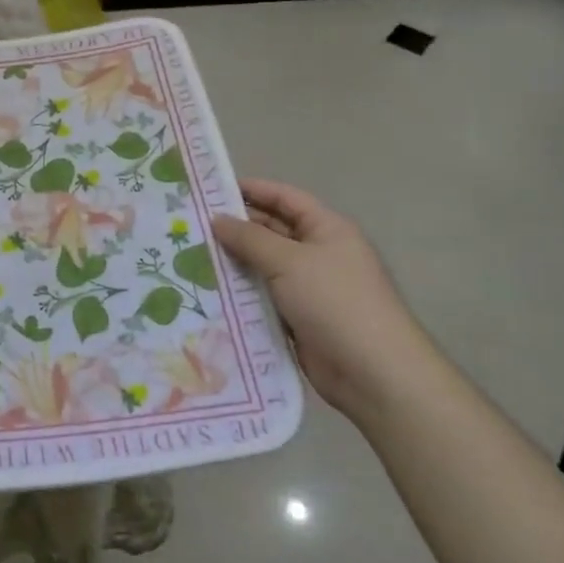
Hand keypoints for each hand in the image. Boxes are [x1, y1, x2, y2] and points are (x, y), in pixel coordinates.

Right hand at [211, 179, 432, 419]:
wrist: (372, 372)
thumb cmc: (334, 301)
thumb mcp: (289, 261)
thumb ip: (250, 238)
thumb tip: (217, 219)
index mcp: (327, 229)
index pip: (285, 198)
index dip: (252, 189)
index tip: (211, 189)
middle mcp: (320, 253)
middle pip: (273, 231)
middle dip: (237, 227)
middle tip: (192, 225)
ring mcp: (310, 288)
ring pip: (265, 266)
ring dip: (235, 262)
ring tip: (191, 256)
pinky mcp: (300, 318)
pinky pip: (265, 297)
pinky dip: (243, 293)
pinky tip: (209, 291)